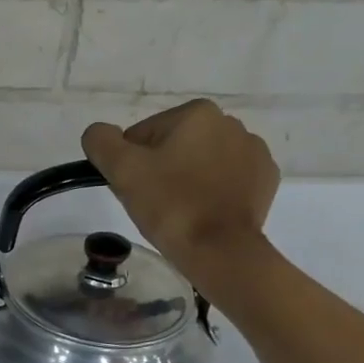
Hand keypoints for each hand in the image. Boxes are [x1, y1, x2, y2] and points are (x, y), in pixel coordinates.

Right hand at [81, 100, 280, 283]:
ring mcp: (253, 151)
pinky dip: (214, 191)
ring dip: (188, 179)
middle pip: (174, 146)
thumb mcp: (122, 171)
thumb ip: (101, 142)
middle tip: (154, 203)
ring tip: (180, 210)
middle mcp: (230, 123)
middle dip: (161, 170)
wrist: (220, 249)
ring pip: (202, 162)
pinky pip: (228, 179)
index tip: (135, 190)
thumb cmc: (169, 206)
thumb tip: (98, 133)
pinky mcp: (265, 179)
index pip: (143, 135)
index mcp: (196, 113)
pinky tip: (205, 212)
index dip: (131, 164)